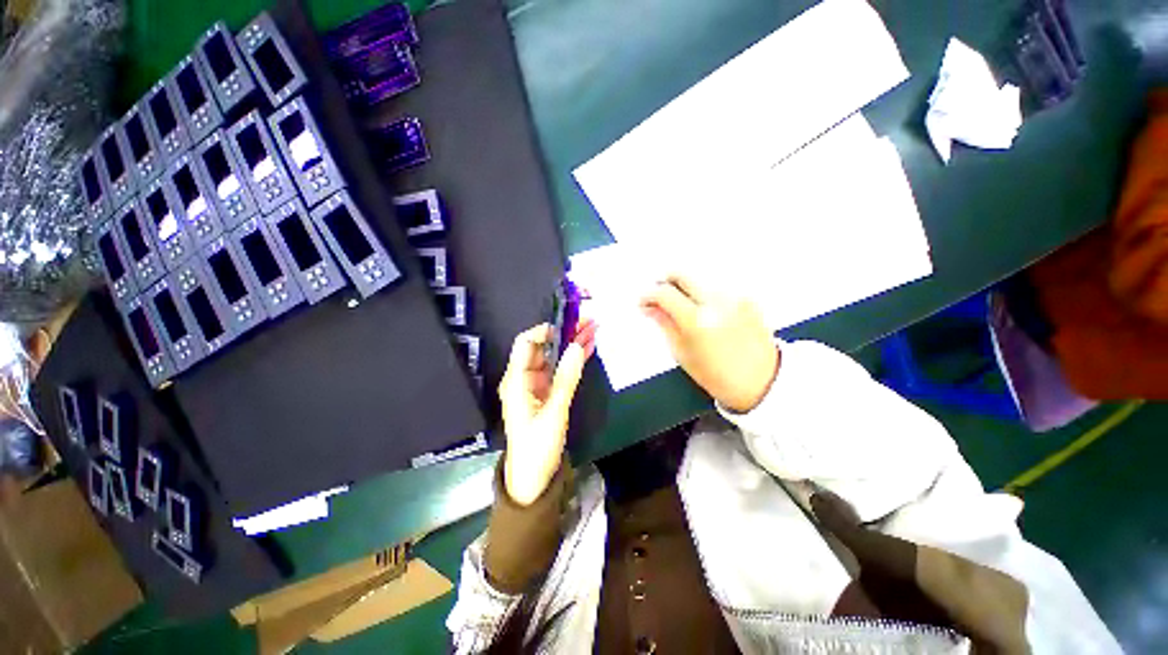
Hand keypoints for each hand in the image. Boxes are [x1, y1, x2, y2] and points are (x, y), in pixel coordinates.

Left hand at [499, 320, 596, 505]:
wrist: (533, 477)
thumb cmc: (537, 446)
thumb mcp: (554, 412)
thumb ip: (566, 378)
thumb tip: (577, 346)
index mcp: (517, 381)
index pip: (526, 344)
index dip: (544, 330)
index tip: (567, 324)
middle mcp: (524, 378)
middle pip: (543, 347)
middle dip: (565, 333)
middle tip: (588, 321)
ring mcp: (537, 385)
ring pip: (554, 357)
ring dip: (572, 344)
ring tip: (593, 329)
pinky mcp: (547, 393)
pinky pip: (560, 370)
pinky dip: (573, 360)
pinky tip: (588, 348)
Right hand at [641, 275, 778, 412]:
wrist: (762, 382)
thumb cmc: (720, 376)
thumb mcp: (683, 354)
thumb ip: (665, 324)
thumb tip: (651, 308)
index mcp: (697, 320)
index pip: (664, 293)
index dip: (648, 295)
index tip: (644, 302)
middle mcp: (717, 302)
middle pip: (682, 274)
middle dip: (665, 281)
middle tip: (659, 296)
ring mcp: (734, 297)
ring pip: (699, 280)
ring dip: (685, 289)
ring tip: (682, 307)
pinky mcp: (746, 298)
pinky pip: (717, 288)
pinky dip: (704, 295)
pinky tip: (705, 312)